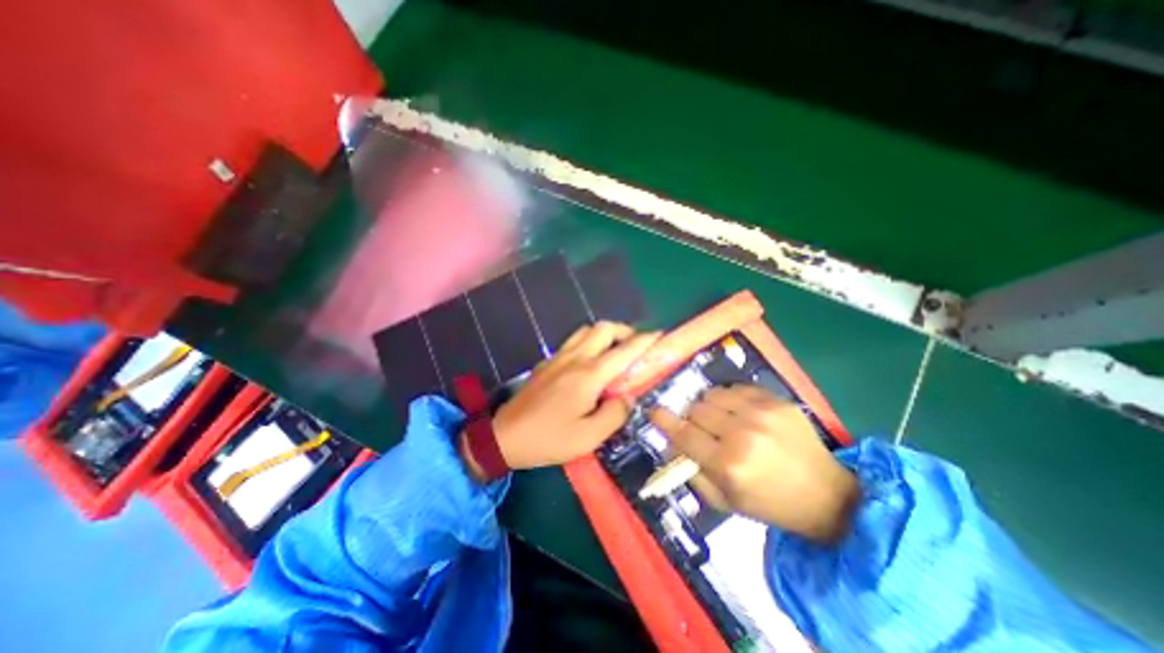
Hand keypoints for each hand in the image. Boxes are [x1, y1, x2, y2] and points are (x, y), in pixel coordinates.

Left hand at [460, 321, 656, 478]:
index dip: (644, 340)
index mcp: (588, 375)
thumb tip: (627, 397)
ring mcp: (558, 357)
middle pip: (603, 328)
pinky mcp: (547, 361)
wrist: (505, 436)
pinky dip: (589, 341)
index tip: (658, 335)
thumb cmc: (549, 439)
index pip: (623, 350)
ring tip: (614, 350)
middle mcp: (575, 358)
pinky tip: (589, 360)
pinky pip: (573, 340)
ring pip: (586, 330)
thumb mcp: (589, 437)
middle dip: (624, 330)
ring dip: (605, 333)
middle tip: (634, 347)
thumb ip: (615, 414)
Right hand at [650, 385, 858, 543]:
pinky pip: (736, 388)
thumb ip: (692, 472)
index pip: (683, 434)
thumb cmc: (769, 503)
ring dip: (709, 406)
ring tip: (721, 420)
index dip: (664, 420)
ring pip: (712, 394)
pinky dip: (730, 399)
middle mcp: (742, 433)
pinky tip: (740, 413)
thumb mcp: (725, 502)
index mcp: (728, 464)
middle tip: (701, 430)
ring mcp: (761, 413)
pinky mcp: (776, 401)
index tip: (653, 411)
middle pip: (695, 409)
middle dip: (691, 419)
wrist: (826, 495)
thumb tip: (669, 444)